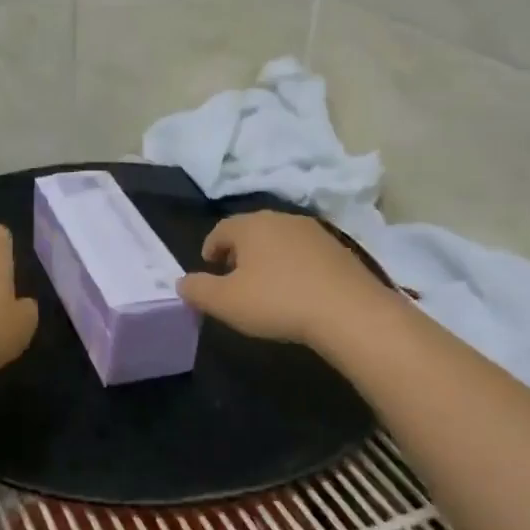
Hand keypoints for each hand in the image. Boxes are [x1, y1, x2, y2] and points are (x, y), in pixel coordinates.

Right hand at [177, 211, 393, 349]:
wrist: (348, 311)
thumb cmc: (277, 301)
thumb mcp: (225, 302)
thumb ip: (197, 290)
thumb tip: (182, 282)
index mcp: (251, 225)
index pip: (221, 229)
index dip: (210, 247)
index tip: (208, 267)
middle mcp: (282, 219)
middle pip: (251, 230)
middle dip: (239, 251)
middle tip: (233, 277)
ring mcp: (314, 231)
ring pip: (280, 240)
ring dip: (268, 257)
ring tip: (265, 285)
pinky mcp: (339, 249)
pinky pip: (305, 253)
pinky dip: (293, 266)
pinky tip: (296, 290)